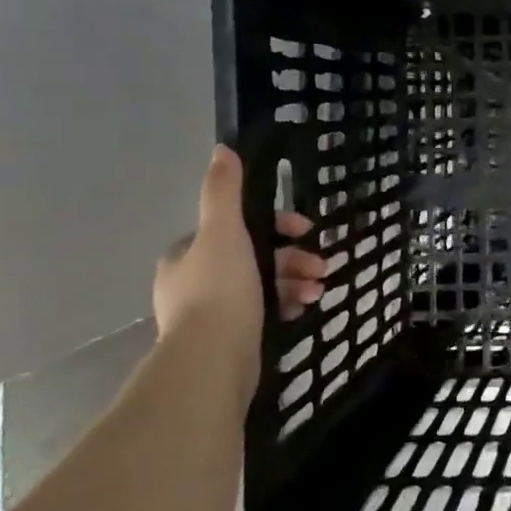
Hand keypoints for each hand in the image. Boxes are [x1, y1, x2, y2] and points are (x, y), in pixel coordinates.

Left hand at [153, 147, 326, 361]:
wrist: (212, 361)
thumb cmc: (219, 289)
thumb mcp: (223, 231)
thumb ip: (223, 192)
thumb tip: (222, 149)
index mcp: (187, 256)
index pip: (235, 228)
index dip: (275, 225)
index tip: (304, 229)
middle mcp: (194, 282)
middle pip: (254, 257)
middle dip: (292, 257)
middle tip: (322, 264)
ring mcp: (211, 314)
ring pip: (263, 285)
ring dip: (296, 281)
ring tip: (320, 289)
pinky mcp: (229, 340)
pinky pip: (265, 312)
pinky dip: (288, 304)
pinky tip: (306, 306)